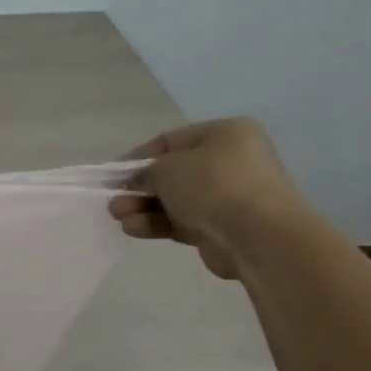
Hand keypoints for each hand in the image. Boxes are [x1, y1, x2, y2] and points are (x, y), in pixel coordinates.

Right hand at [108, 117, 309, 279]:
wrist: (258, 236)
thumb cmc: (212, 185)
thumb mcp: (167, 168)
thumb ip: (144, 172)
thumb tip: (134, 183)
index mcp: (226, 134)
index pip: (171, 141)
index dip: (137, 157)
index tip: (112, 174)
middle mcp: (230, 161)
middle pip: (172, 174)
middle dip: (139, 188)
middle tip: (113, 201)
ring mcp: (228, 196)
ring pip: (175, 200)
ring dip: (143, 208)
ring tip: (118, 217)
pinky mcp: (222, 227)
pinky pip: (182, 221)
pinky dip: (157, 224)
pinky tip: (134, 229)